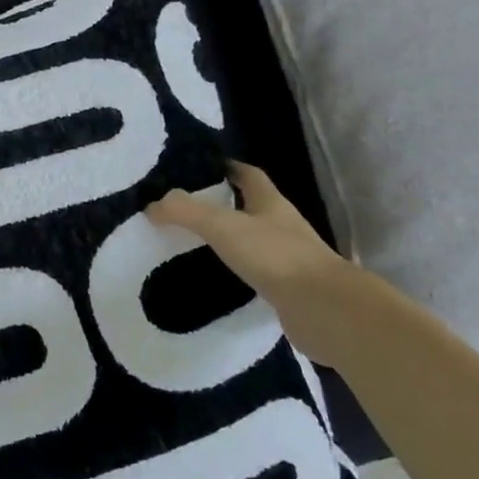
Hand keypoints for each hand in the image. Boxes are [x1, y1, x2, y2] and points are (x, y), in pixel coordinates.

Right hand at [146, 162, 391, 368]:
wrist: (325, 311)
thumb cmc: (275, 256)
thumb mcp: (223, 226)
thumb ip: (185, 212)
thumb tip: (153, 205)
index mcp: (271, 203)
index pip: (249, 175)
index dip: (228, 168)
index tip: (202, 168)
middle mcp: (282, 226)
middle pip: (251, 207)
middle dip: (224, 204)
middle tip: (188, 207)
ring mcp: (289, 259)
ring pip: (255, 240)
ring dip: (231, 240)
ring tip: (196, 243)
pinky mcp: (289, 290)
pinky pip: (258, 273)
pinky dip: (239, 272)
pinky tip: (218, 279)